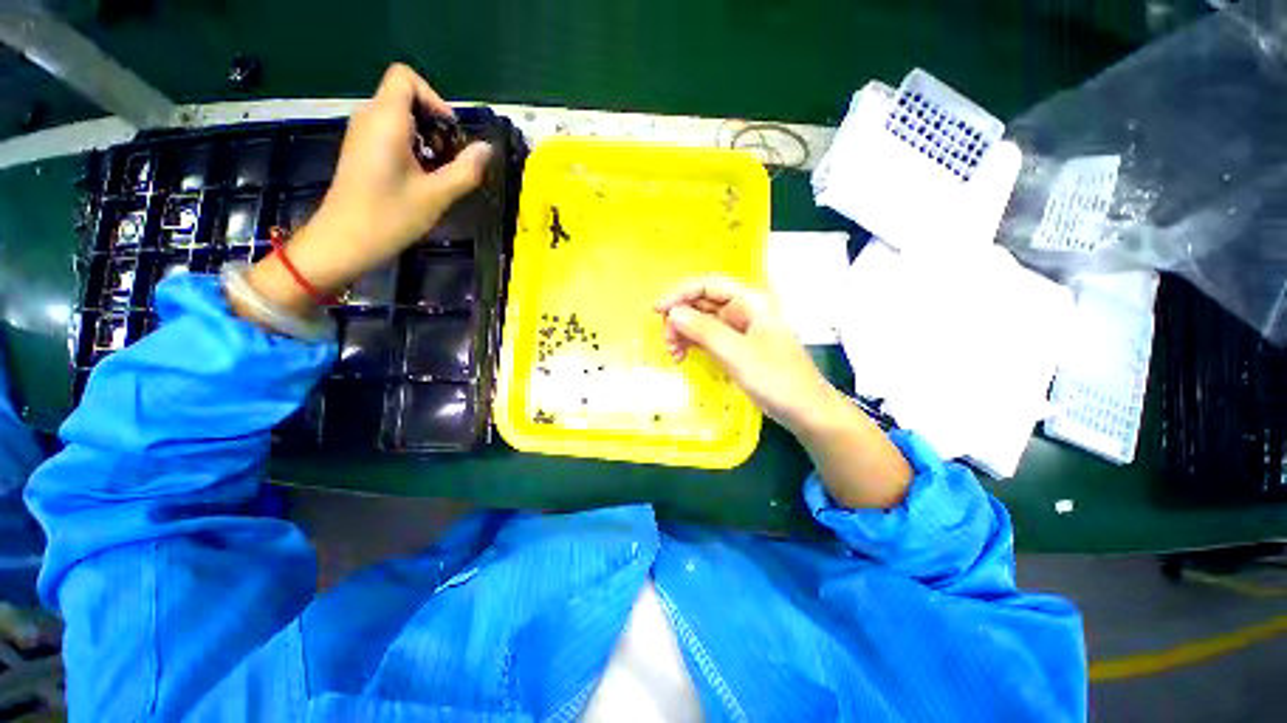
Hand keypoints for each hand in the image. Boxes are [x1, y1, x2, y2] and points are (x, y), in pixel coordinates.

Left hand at [245, 64, 492, 315]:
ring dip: (427, 140)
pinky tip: (422, 179)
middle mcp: (370, 118)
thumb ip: (466, 170)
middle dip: (436, 124)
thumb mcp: (436, 195)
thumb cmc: (390, 217)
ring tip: (440, 174)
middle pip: (407, 98)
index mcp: (385, 120)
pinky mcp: (362, 151)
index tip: (450, 134)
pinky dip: (413, 148)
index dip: (434, 99)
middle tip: (451, 160)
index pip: (406, 77)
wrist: (344, 241)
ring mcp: (363, 135)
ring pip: (401, 118)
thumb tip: (488, 149)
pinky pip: (392, 135)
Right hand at [655, 275, 912, 508]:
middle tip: (667, 342)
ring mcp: (740, 330)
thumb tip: (673, 313)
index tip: (657, 310)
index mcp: (750, 301)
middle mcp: (744, 310)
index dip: (680, 293)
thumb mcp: (736, 353)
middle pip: (703, 303)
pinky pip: (709, 339)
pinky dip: (694, 345)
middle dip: (680, 318)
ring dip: (684, 333)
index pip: (708, 285)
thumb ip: (703, 330)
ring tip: (674, 354)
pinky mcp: (738, 347)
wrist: (805, 411)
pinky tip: (683, 357)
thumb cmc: (776, 378)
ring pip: (703, 322)